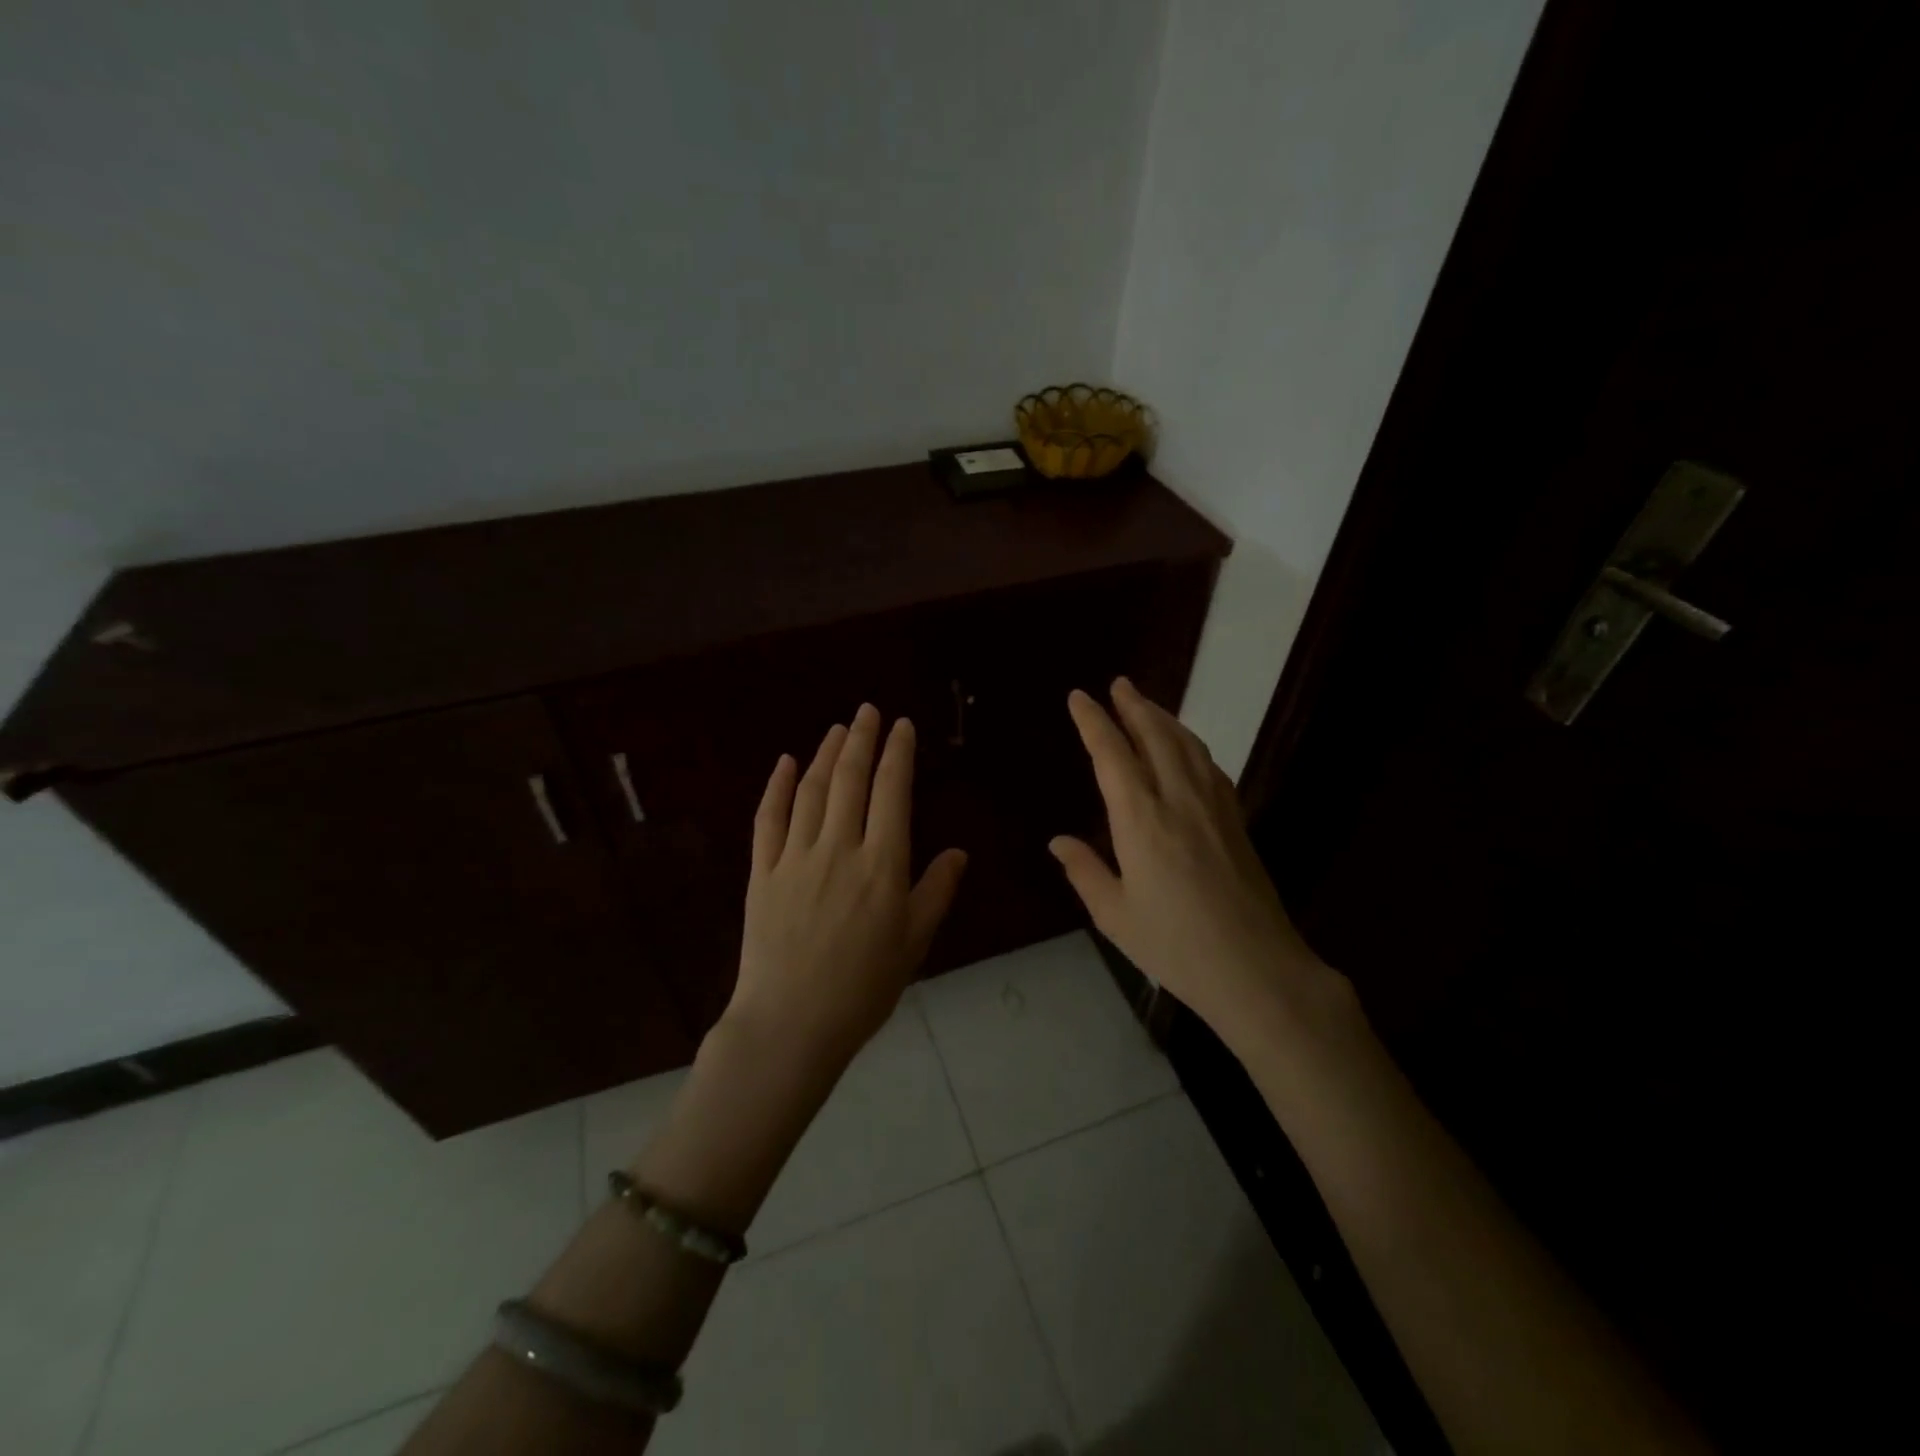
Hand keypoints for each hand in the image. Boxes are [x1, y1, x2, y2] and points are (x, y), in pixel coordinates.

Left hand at [727, 703, 967, 1073]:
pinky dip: (777, 787)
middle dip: (861, 739)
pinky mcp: (762, 873)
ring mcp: (795, 857)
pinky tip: (786, 763)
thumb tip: (959, 852)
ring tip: (838, 729)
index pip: (892, 793)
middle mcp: (839, 848)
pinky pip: (768, 819)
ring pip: (812, 791)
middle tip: (868, 711)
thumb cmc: (863, 988)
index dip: (897, 754)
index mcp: (882, 865)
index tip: (901, 726)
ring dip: (826, 754)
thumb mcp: (914, 943)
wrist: (791, 1024)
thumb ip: (936, 891)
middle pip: (850, 780)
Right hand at [1049, 678, 1345, 1046]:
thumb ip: (1085, 872)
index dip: (1094, 722)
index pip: (1113, 756)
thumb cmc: (1176, 946)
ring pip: (1187, 746)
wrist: (1257, 969)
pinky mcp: (1237, 820)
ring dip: (1164, 718)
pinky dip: (1191, 744)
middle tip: (1118, 684)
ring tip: (1146, 705)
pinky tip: (1186, 748)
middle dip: (1134, 706)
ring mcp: (1214, 807)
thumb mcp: (1115, 915)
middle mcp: (1178, 800)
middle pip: (1156, 737)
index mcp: (1141, 821)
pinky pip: (1210, 766)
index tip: (1079, 697)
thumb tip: (1058, 841)